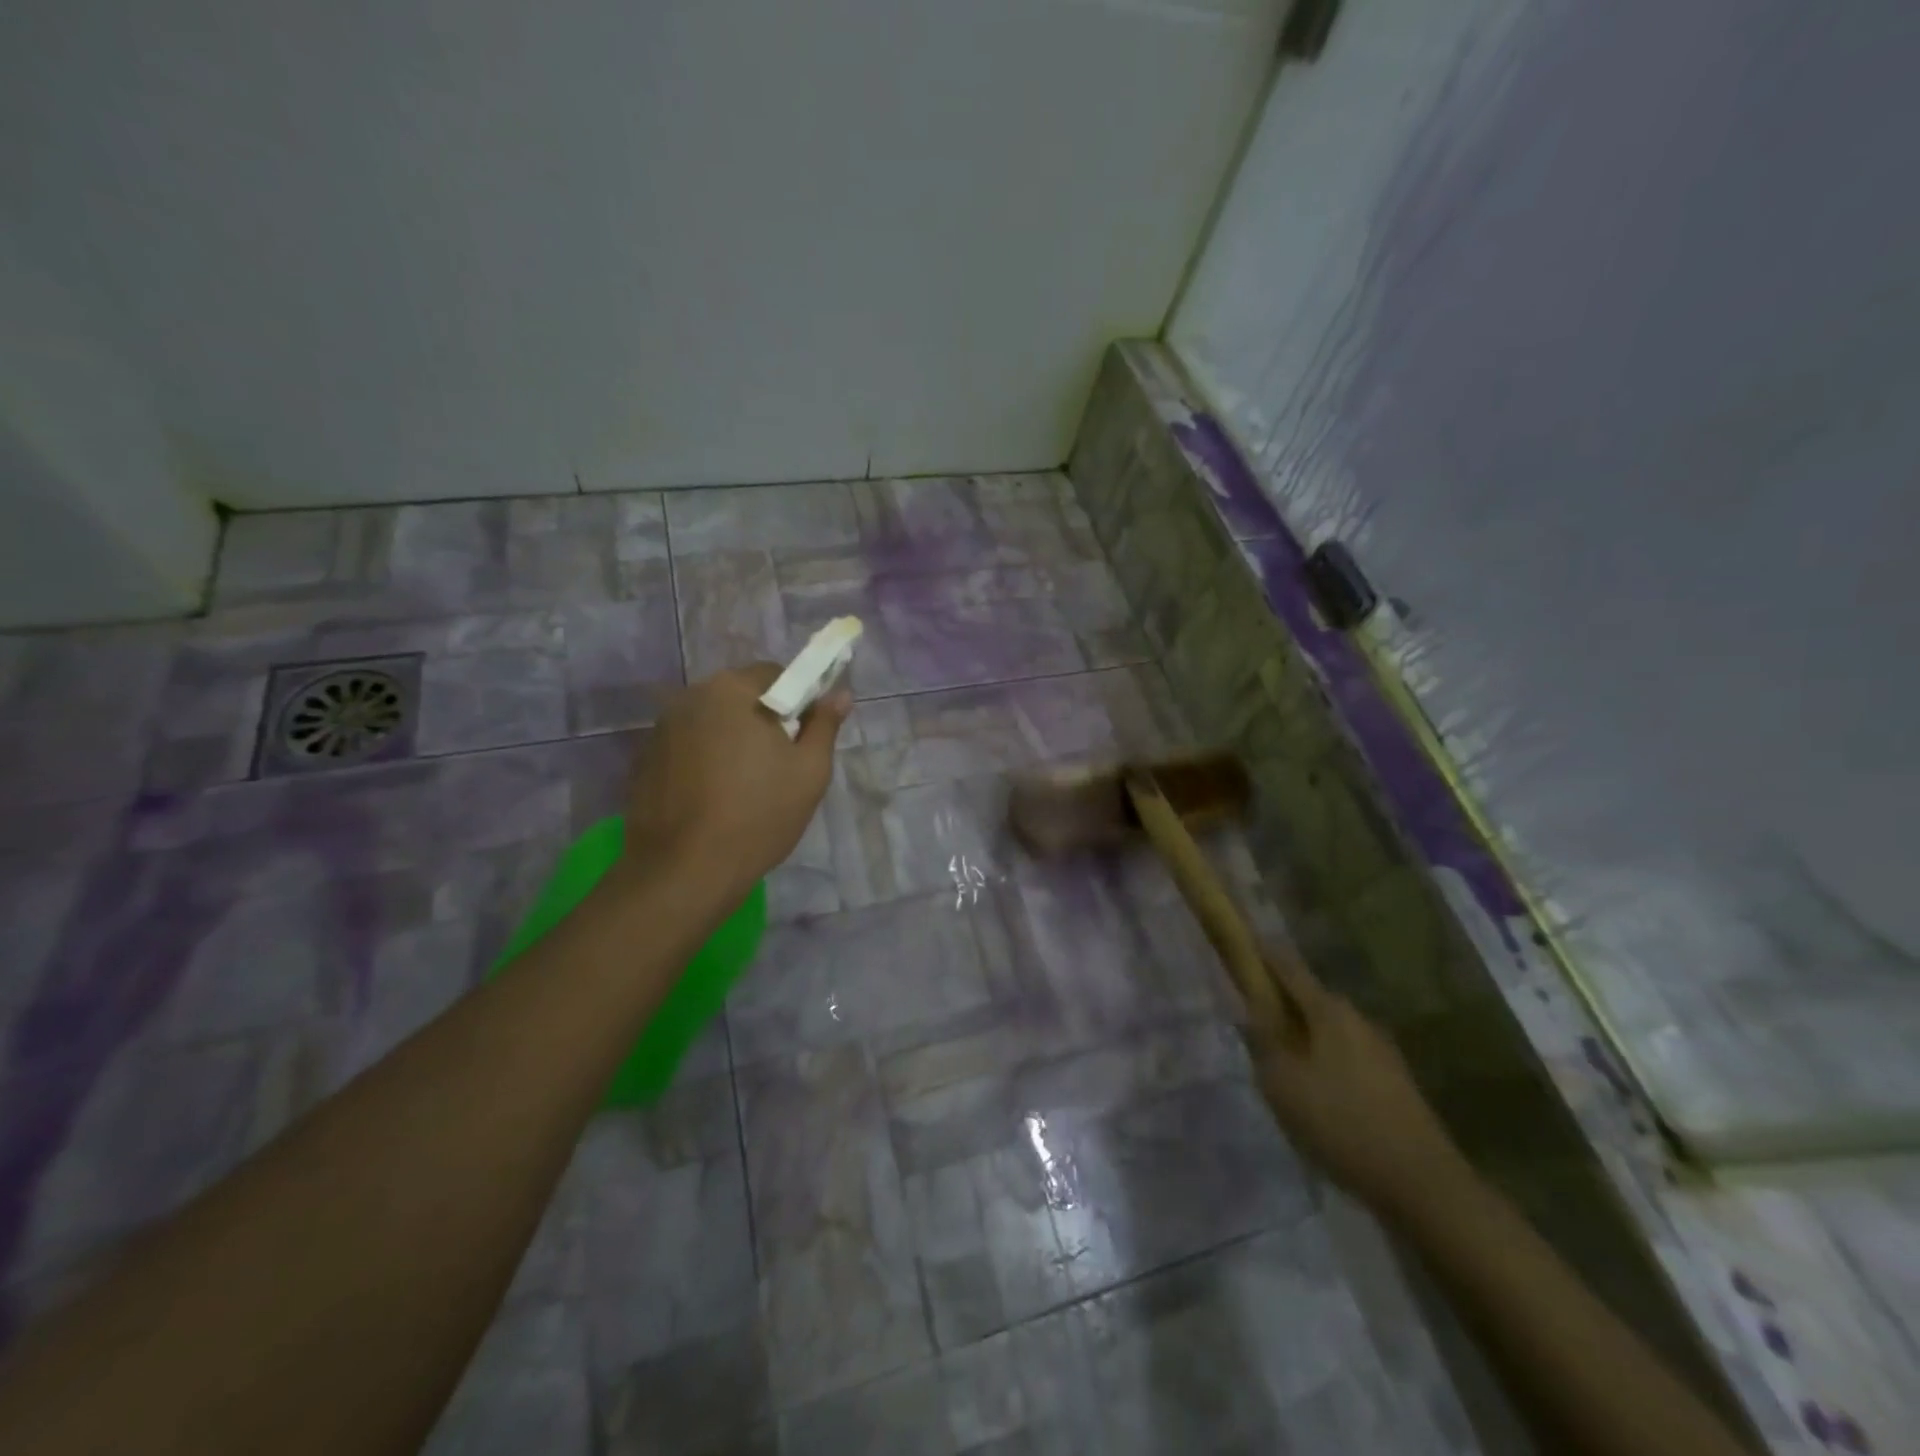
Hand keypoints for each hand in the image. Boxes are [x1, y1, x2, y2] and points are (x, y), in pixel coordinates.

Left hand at [621, 663, 849, 902]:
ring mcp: (661, 729)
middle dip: (762, 720)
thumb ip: (824, 726)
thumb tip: (839, 694)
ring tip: (744, 787)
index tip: (804, 738)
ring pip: (711, 723)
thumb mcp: (809, 772)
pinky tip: (712, 800)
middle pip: (739, 696)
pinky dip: (703, 761)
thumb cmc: (758, 815)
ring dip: (731, 740)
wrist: (684, 872)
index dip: (797, 701)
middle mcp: (690, 698)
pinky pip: (687, 747)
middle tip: (779, 765)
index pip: (775, 674)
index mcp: (732, 690)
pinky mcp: (644, 761)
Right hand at [1248, 966, 1469, 1219]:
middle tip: (1252, 1017)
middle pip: (1310, 999)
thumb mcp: (1283, 1082)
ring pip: (1329, 1031)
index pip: (1288, 967)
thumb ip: (1263, 1041)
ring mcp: (1381, 1051)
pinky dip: (1323, 1061)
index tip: (1243, 940)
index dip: (1263, 953)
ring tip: (1279, 1062)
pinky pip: (1346, 1057)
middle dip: (1281, 1001)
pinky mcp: (1394, 1083)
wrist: (1422, 1184)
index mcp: (1330, 1010)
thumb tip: (1251, 1009)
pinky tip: (1314, 1092)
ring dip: (1303, 1035)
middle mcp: (1358, 1020)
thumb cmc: (1341, 1122)